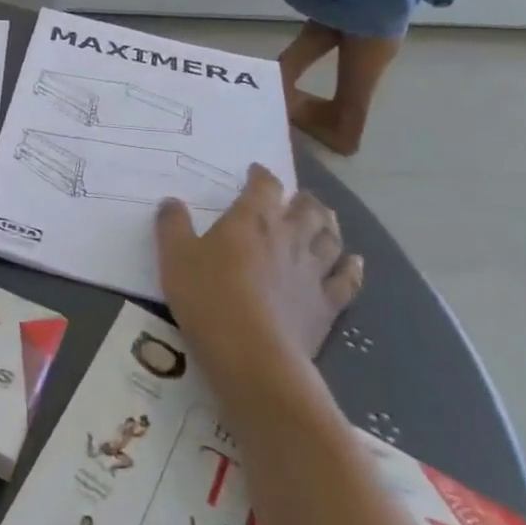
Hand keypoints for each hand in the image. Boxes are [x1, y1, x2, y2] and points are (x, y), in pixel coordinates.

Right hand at [155, 165, 362, 390]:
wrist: (251, 352)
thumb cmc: (207, 296)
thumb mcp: (175, 256)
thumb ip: (172, 226)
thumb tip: (171, 202)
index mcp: (252, 220)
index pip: (264, 187)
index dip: (262, 176)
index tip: (256, 171)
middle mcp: (289, 238)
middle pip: (307, 209)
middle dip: (303, 198)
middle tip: (298, 196)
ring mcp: (312, 272)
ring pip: (330, 239)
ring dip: (329, 225)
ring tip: (326, 219)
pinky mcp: (326, 305)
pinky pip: (346, 280)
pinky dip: (352, 267)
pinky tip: (354, 261)